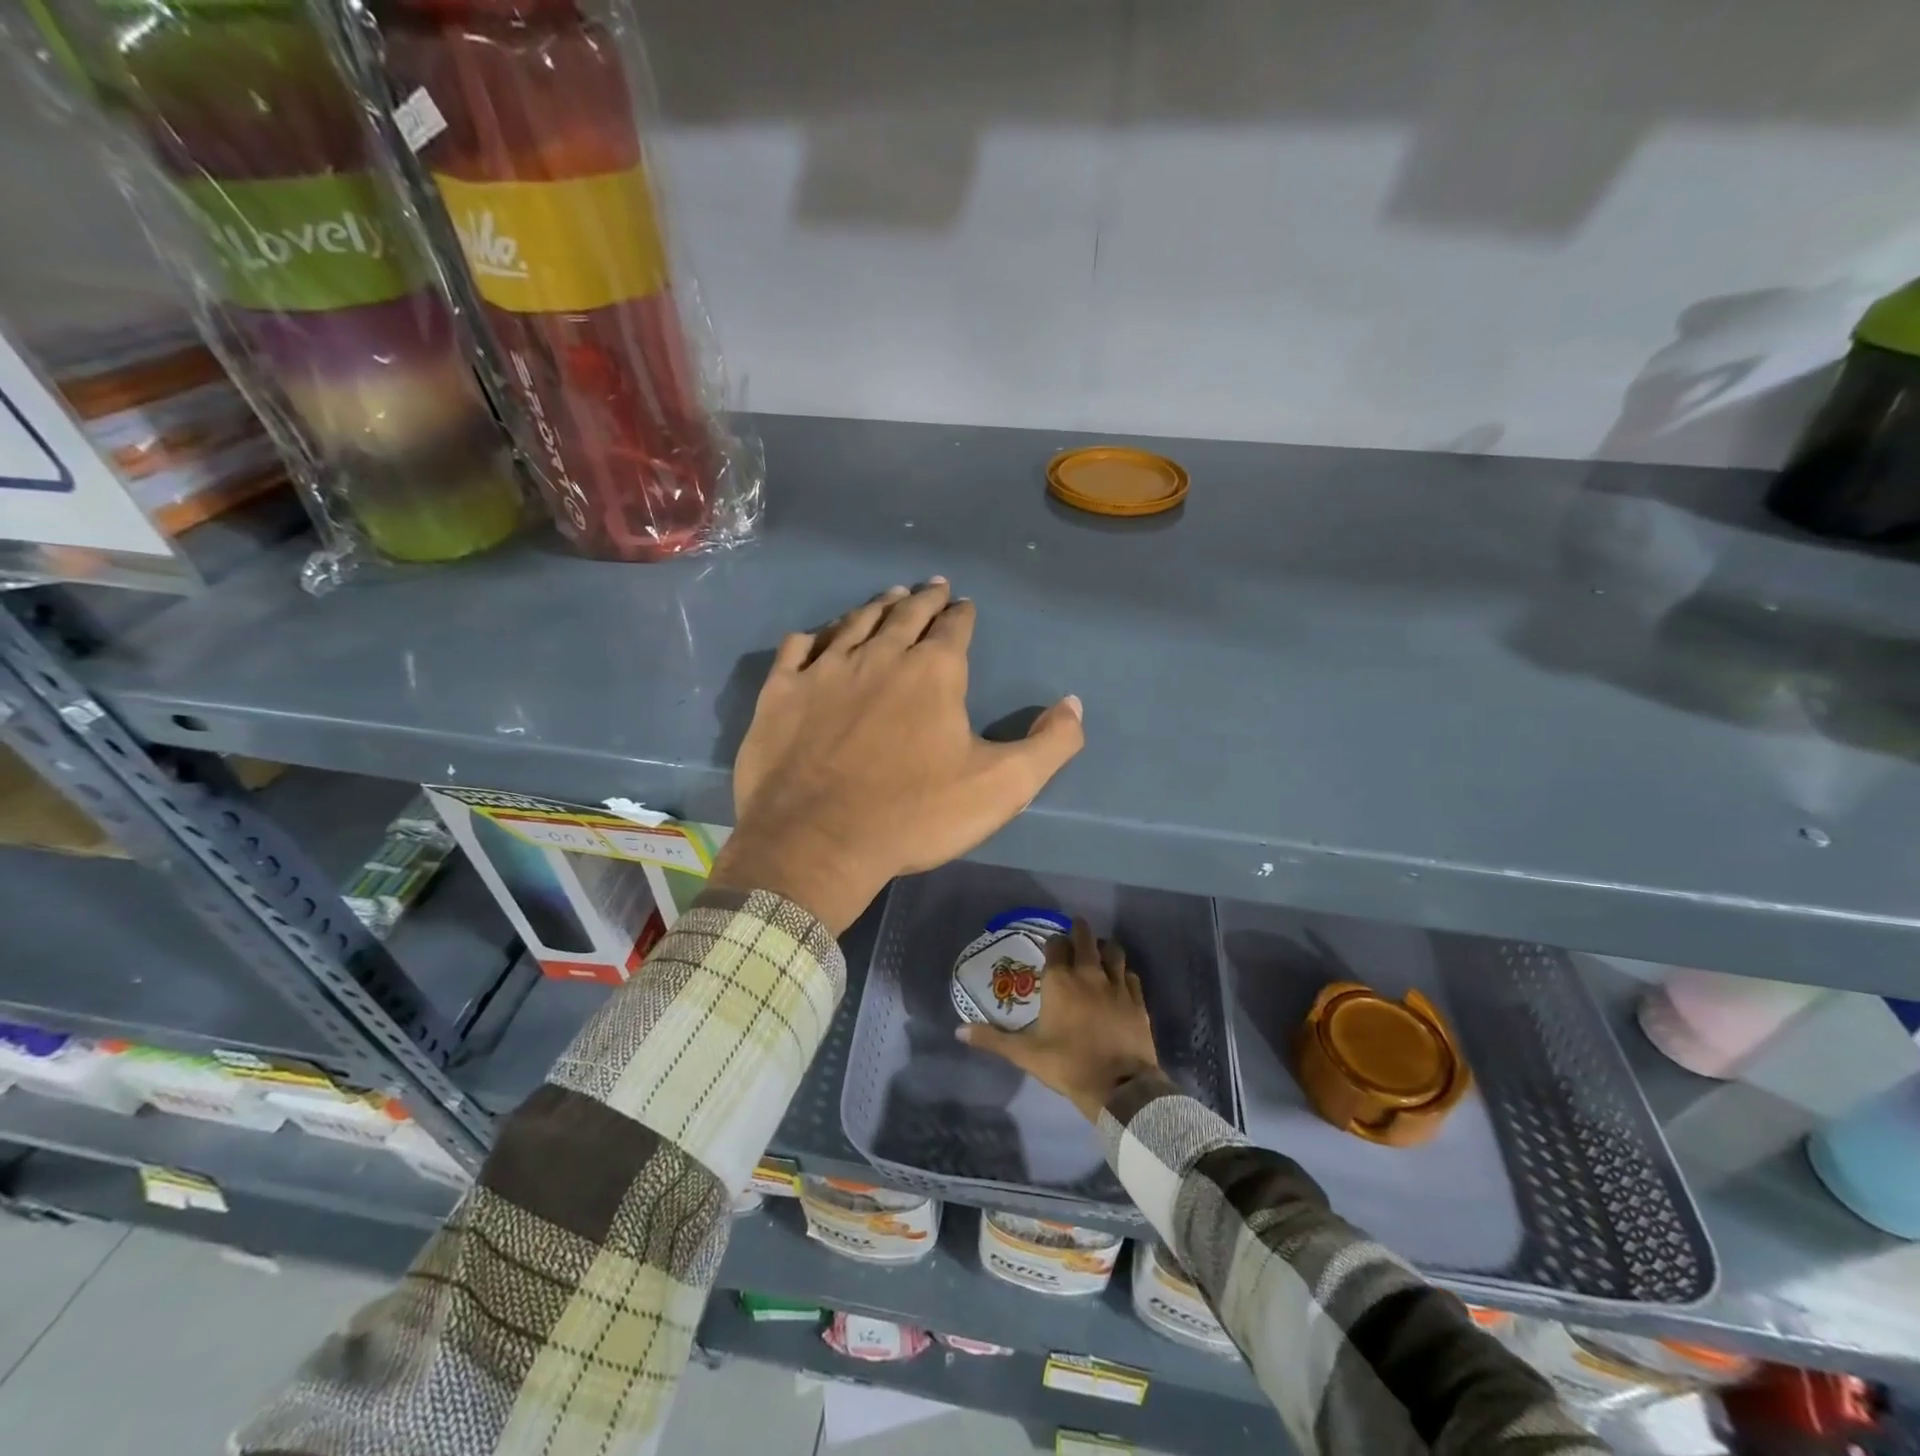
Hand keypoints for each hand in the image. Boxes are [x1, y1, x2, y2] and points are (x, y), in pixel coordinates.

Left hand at [709, 579, 1084, 933]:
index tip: (964, 604)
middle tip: (931, 585)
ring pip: (854, 623)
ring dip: (875, 607)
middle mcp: (880, 655)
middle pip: (905, 614)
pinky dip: (812, 637)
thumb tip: (1074, 704)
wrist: (818, 842)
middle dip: (923, 598)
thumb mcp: (1002, 786)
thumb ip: (1049, 744)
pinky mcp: (782, 692)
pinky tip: (816, 637)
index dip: (962, 614)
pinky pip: (797, 649)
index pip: (954, 628)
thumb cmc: (915, 815)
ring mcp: (825, 670)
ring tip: (889, 596)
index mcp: (933, 672)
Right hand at [956, 920, 1160, 1121]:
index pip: (1056, 945)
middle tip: (1076, 934)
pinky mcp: (1137, 999)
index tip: (1051, 948)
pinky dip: (1123, 973)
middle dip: (1080, 931)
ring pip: (1113, 950)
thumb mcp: (1025, 1054)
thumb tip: (958, 1031)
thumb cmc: (1068, 1065)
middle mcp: (1089, 973)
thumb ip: (992, 1039)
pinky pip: (1130, 975)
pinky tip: (1119, 981)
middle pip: (1086, 937)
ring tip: (1099, 953)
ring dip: (1104, 948)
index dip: (1053, 943)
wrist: (1119, 1087)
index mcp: (1060, 981)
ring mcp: (1116, 984)